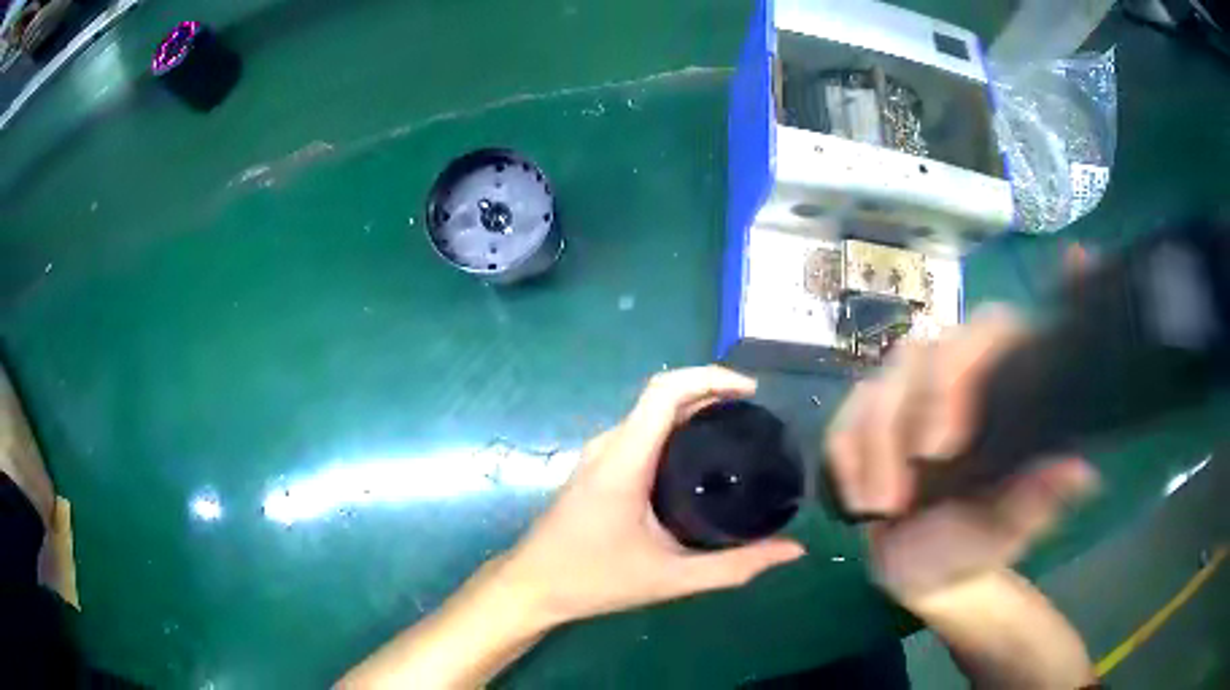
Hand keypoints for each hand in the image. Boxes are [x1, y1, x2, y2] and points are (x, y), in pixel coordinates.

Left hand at [502, 366, 805, 626]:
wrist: (532, 586)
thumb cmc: (594, 580)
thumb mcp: (671, 579)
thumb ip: (735, 566)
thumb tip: (793, 551)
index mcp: (624, 460)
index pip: (665, 390)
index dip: (711, 377)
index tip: (752, 392)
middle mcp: (609, 446)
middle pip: (662, 396)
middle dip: (711, 393)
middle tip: (755, 419)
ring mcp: (598, 455)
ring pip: (650, 414)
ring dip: (692, 411)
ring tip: (735, 434)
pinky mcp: (596, 468)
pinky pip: (640, 433)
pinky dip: (674, 430)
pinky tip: (699, 462)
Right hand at [825, 307, 1098, 601]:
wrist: (931, 571)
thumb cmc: (979, 545)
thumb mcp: (1011, 529)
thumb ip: (1039, 500)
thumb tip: (1077, 469)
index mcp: (1003, 383)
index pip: (988, 331)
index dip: (958, 373)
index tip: (940, 447)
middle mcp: (957, 376)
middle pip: (920, 351)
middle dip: (901, 418)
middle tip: (894, 494)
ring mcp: (909, 396)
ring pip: (876, 383)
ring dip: (868, 448)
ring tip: (878, 507)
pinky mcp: (870, 421)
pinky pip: (843, 419)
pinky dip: (844, 456)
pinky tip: (858, 501)